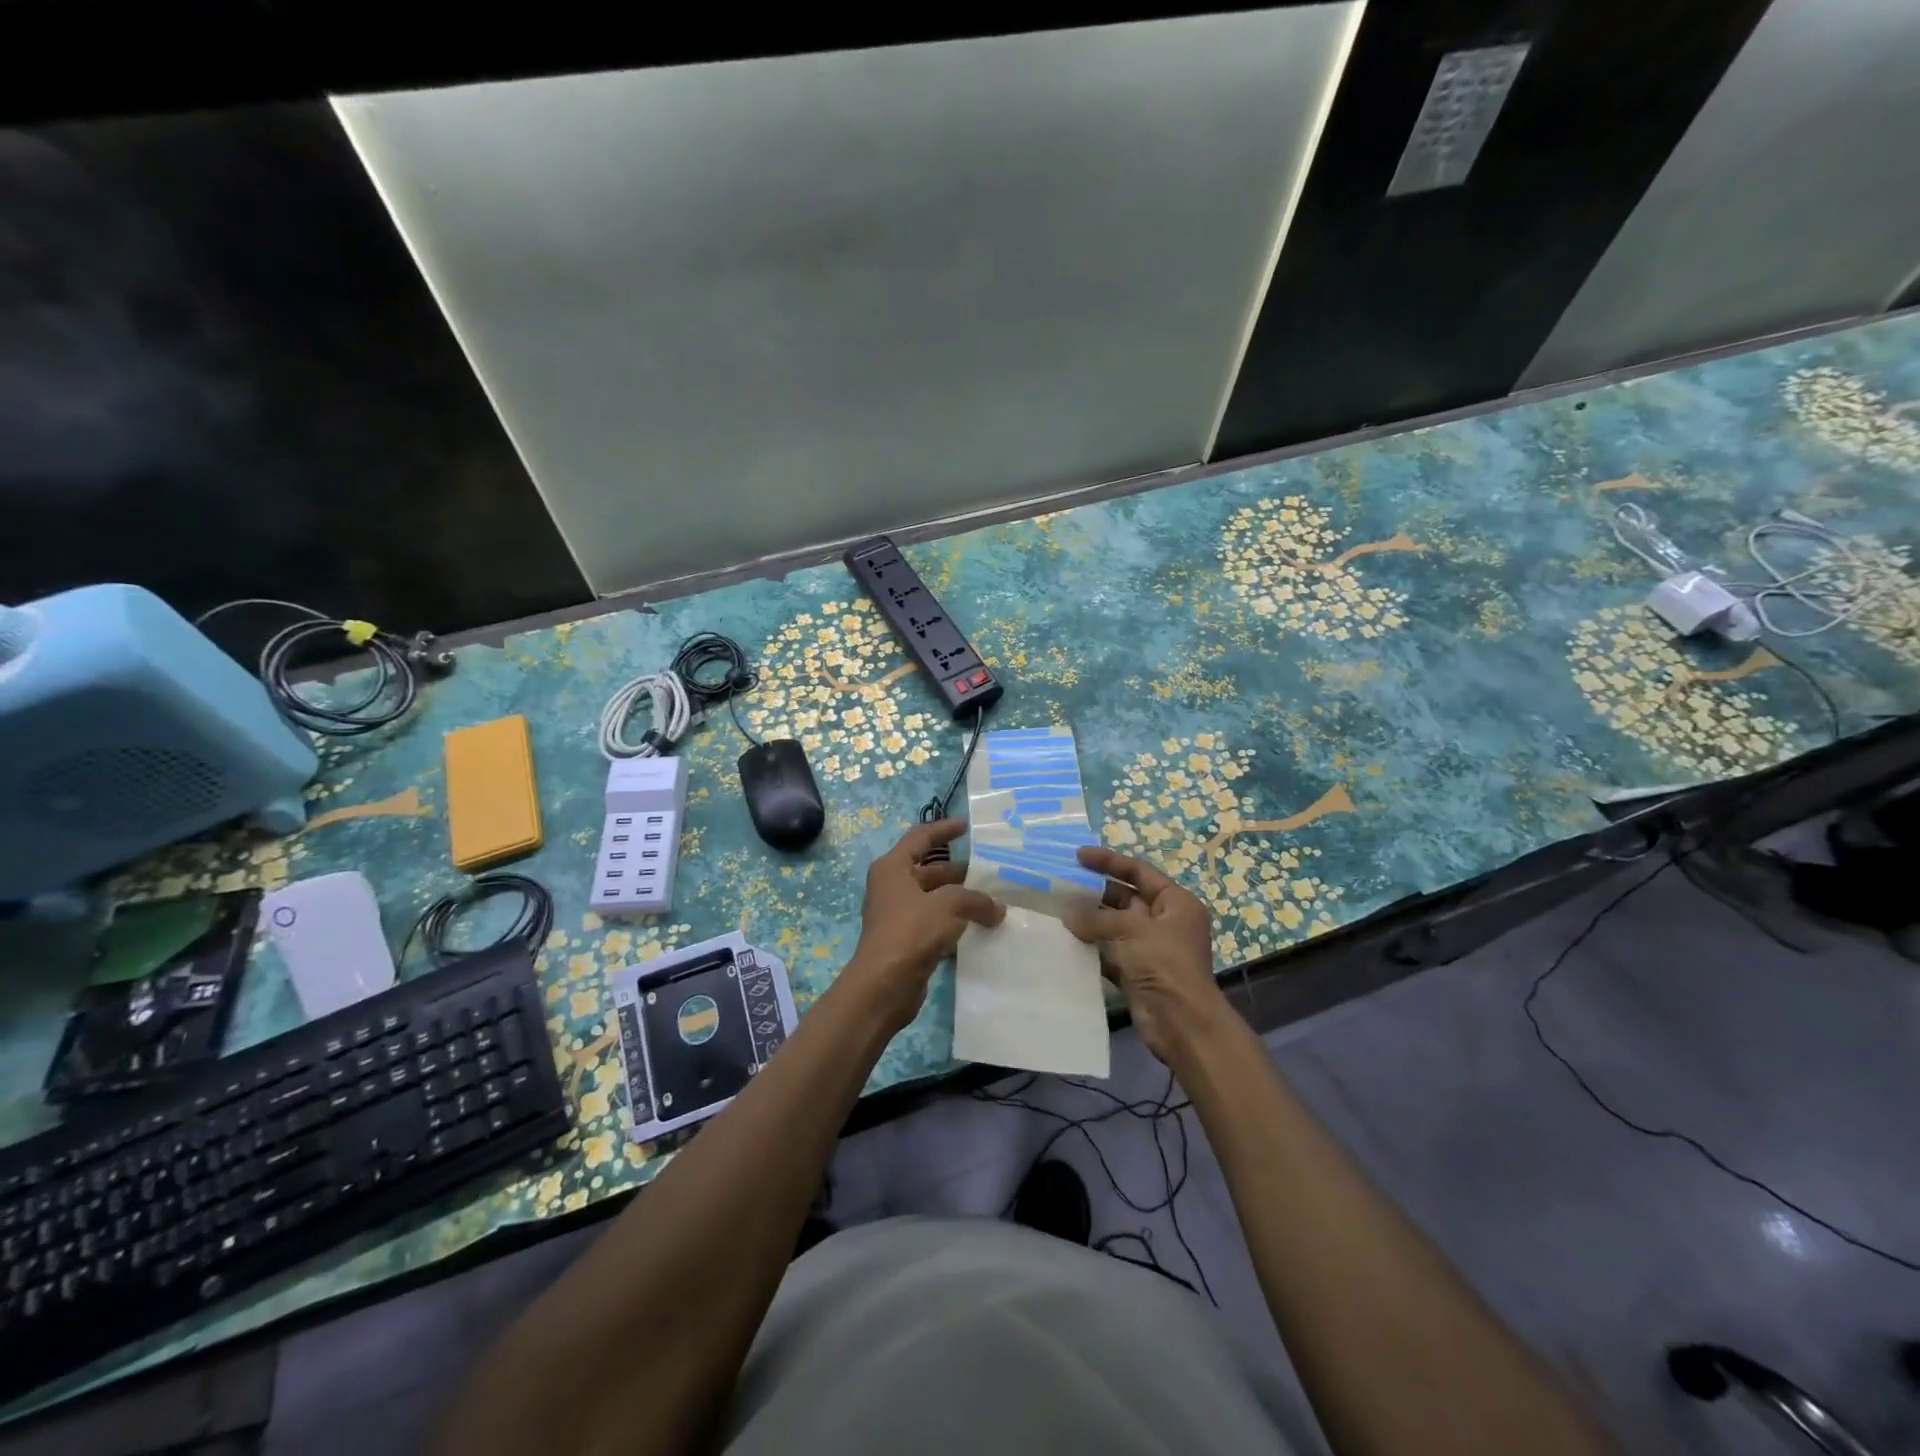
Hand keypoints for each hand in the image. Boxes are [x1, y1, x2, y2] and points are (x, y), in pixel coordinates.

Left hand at [840, 820, 1003, 1031]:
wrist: (883, 986)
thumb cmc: (910, 932)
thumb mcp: (948, 906)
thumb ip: (976, 900)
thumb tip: (997, 908)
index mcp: (893, 868)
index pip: (920, 838)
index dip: (943, 829)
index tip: (966, 826)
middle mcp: (892, 887)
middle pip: (930, 870)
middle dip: (959, 871)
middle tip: (990, 873)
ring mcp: (898, 915)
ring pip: (935, 899)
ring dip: (960, 899)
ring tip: (992, 901)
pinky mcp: (906, 940)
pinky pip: (935, 923)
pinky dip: (955, 922)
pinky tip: (979, 928)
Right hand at [1064, 845, 1228, 1064]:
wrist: (1181, 1023)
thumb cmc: (1164, 965)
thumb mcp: (1132, 930)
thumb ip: (1097, 918)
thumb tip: (1068, 915)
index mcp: (1176, 903)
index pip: (1139, 872)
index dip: (1109, 861)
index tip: (1078, 856)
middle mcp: (1165, 921)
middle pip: (1126, 897)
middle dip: (1096, 891)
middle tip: (1062, 885)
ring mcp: (1150, 948)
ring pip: (1115, 925)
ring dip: (1090, 920)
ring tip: (1057, 910)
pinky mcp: (1137, 971)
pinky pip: (1110, 951)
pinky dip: (1091, 946)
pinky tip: (1066, 941)